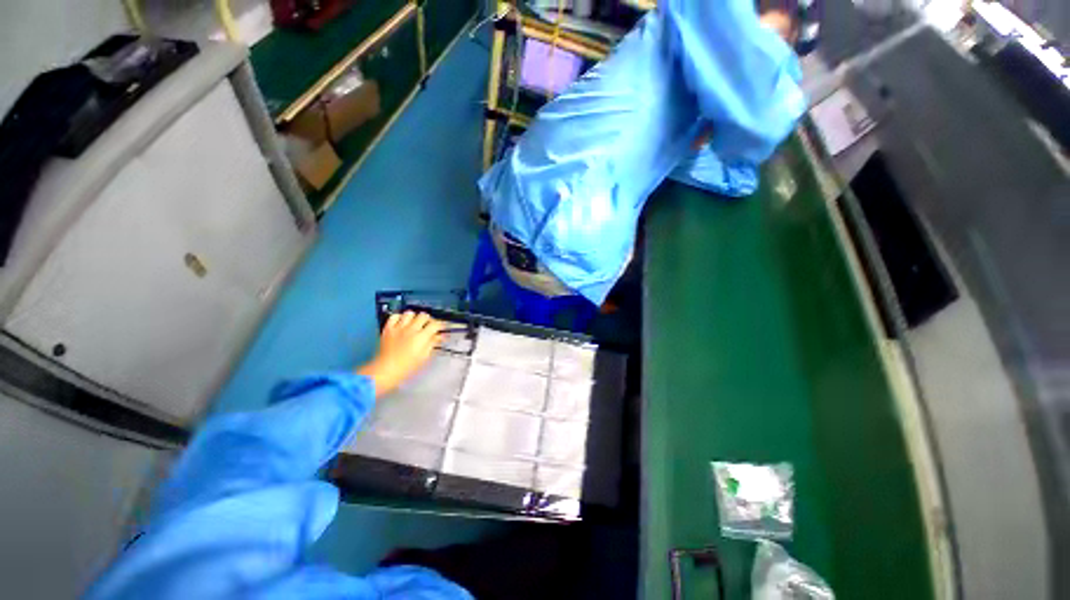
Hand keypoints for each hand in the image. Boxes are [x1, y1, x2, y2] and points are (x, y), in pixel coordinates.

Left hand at [357, 311, 442, 397]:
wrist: (386, 370)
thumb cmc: (408, 366)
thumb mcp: (424, 356)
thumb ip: (433, 343)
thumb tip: (441, 336)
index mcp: (421, 337)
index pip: (435, 324)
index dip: (441, 325)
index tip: (442, 327)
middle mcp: (411, 329)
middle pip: (423, 315)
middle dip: (428, 320)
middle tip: (428, 326)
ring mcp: (398, 327)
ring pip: (410, 313)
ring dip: (414, 317)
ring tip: (414, 323)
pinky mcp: (388, 328)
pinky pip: (394, 316)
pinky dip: (399, 317)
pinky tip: (402, 323)